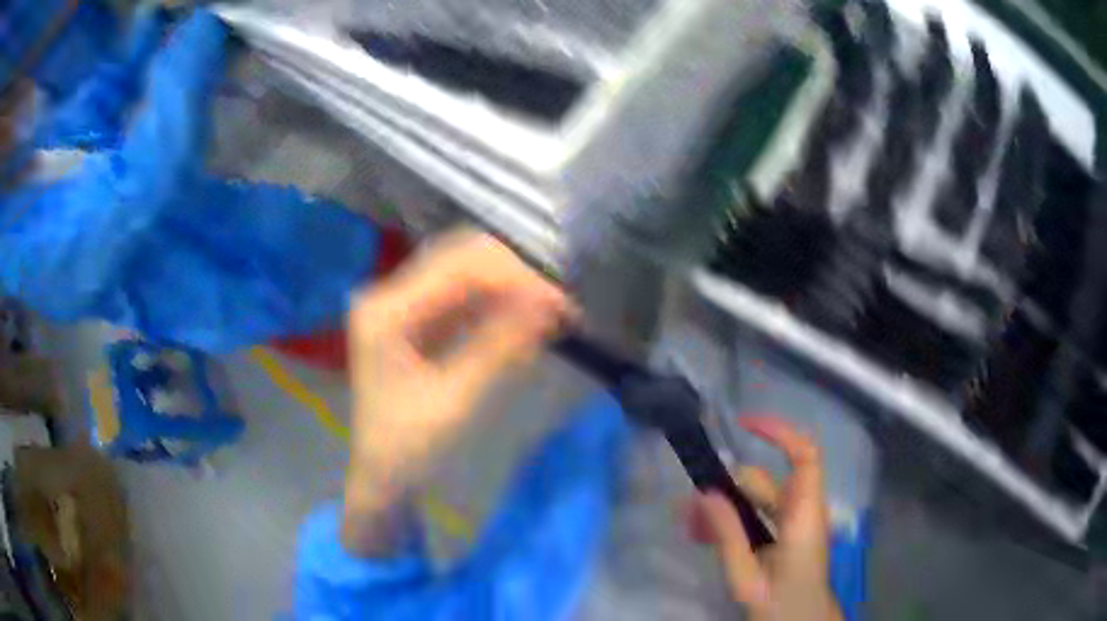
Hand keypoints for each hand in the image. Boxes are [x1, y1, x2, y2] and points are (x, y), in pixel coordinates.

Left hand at [341, 229, 573, 555]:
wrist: (382, 477)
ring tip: (551, 314)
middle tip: (560, 308)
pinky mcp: (417, 319)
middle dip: (515, 276)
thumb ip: (500, 348)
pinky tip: (525, 321)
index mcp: (386, 311)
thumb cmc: (408, 449)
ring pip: (466, 273)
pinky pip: (463, 296)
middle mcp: (389, 295)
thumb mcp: (455, 401)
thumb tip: (548, 304)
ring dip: (510, 288)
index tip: (560, 303)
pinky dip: (497, 304)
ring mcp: (402, 304)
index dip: (514, 277)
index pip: (458, 268)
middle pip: (461, 259)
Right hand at [687, 417, 842, 620]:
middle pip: (764, 482)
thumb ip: (729, 535)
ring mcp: (793, 521)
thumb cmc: (780, 602)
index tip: (744, 425)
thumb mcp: (747, 576)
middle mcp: (802, 509)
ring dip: (723, 507)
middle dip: (725, 489)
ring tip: (690, 528)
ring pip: (755, 499)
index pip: (804, 455)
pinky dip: (731, 520)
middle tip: (687, 509)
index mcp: (804, 515)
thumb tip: (704, 494)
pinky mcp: (784, 532)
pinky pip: (756, 515)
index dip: (780, 432)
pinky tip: (705, 535)